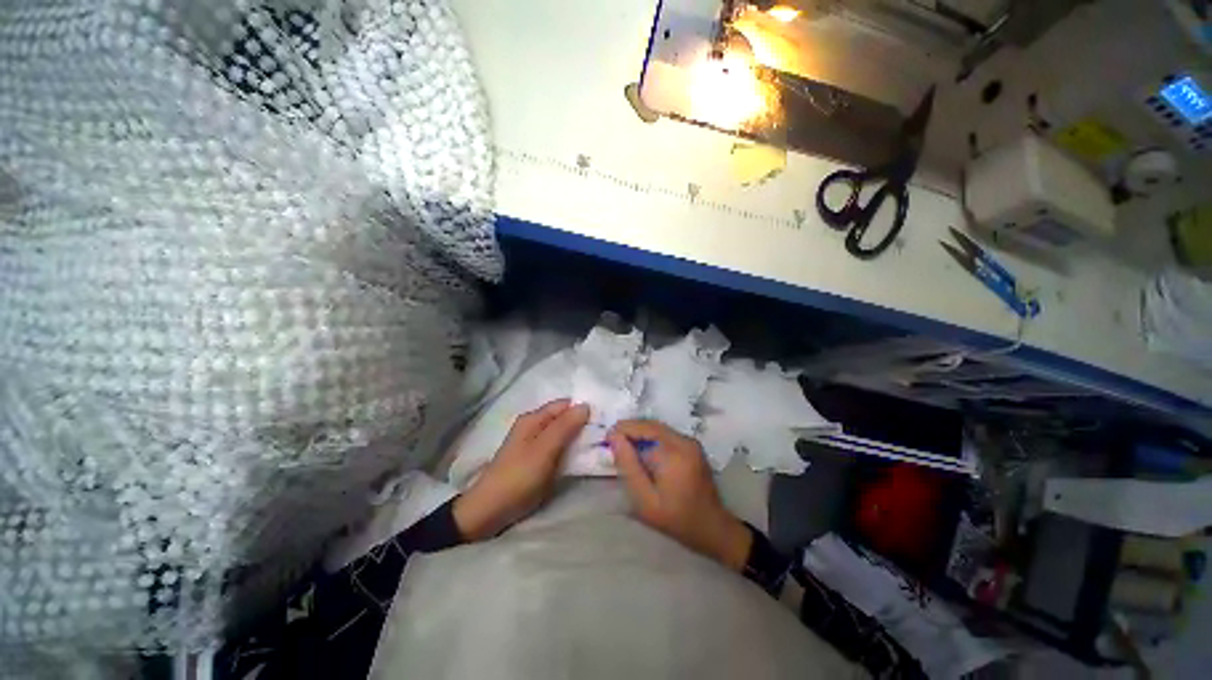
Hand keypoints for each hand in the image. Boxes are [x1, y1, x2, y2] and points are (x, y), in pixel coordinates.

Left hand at [454, 399, 589, 540]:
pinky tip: (584, 455)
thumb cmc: (519, 476)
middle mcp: (534, 426)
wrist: (491, 510)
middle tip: (605, 433)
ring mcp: (535, 444)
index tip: (603, 419)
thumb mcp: (544, 449)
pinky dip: (570, 449)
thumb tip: (586, 405)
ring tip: (600, 443)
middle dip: (582, 424)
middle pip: (564, 418)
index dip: (582, 409)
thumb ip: (565, 426)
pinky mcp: (537, 460)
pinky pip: (559, 448)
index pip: (564, 405)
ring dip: (578, 438)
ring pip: (563, 434)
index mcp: (533, 418)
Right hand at [609, 420, 751, 570]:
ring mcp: (691, 443)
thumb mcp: (645, 499)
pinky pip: (667, 435)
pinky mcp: (693, 447)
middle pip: (652, 425)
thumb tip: (614, 437)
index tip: (607, 436)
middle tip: (613, 439)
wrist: (712, 528)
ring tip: (624, 444)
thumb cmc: (675, 518)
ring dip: (641, 432)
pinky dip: (651, 438)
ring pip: (659, 428)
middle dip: (631, 428)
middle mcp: (685, 441)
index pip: (644, 428)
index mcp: (674, 452)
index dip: (624, 429)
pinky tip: (642, 450)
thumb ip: (628, 465)